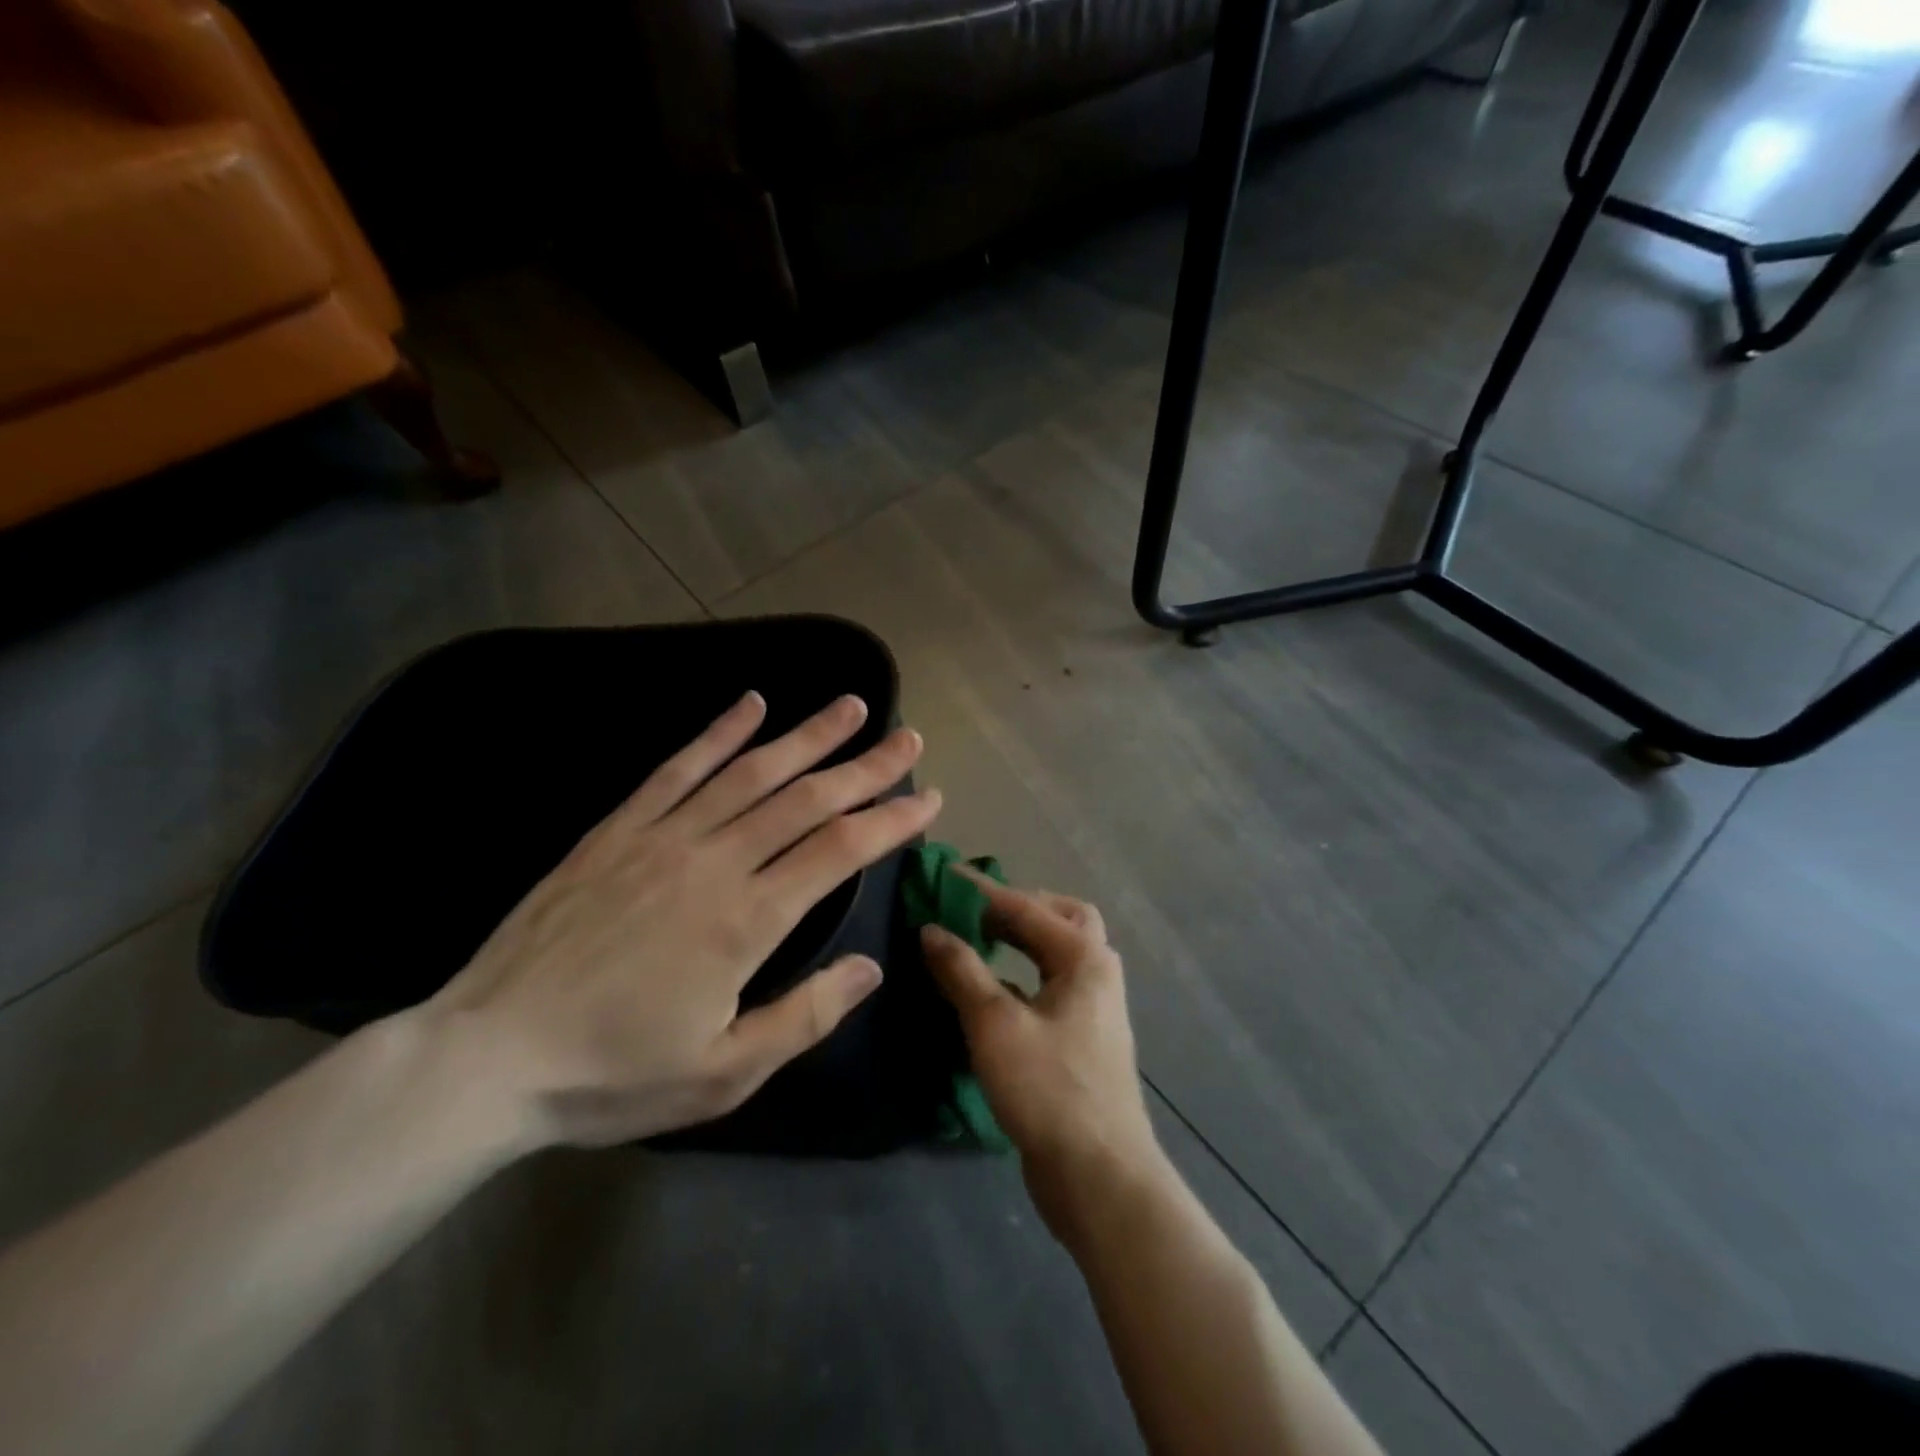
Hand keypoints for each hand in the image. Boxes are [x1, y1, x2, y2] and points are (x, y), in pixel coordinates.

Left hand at [427, 691, 940, 1148]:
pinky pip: (678, 768)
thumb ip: (805, 1016)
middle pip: (806, 799)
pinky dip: (719, 733)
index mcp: (747, 920)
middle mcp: (715, 861)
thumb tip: (871, 968)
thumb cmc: (612, 1073)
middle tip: (907, 738)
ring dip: (807, 736)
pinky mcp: (617, 828)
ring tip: (849, 707)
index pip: (840, 852)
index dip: (890, 820)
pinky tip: (751, 705)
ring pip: (751, 772)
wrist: (487, 1055)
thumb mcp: (723, 1072)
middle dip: (865, 767)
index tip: (928, 798)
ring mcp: (663, 836)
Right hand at [920, 877, 1164, 1237]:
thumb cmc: (1049, 1089)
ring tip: (977, 940)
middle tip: (972, 909)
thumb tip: (931, 929)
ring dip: (1022, 940)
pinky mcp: (1083, 1040)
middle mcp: (1096, 973)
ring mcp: (1094, 1008)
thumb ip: (962, 971)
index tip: (944, 875)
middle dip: (1017, 908)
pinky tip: (990, 991)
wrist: (1100, 1177)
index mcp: (1084, 957)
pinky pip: (1051, 986)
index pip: (1027, 907)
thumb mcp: (994, 1024)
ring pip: (1057, 954)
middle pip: (1059, 919)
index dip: (982, 890)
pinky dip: (1022, 975)